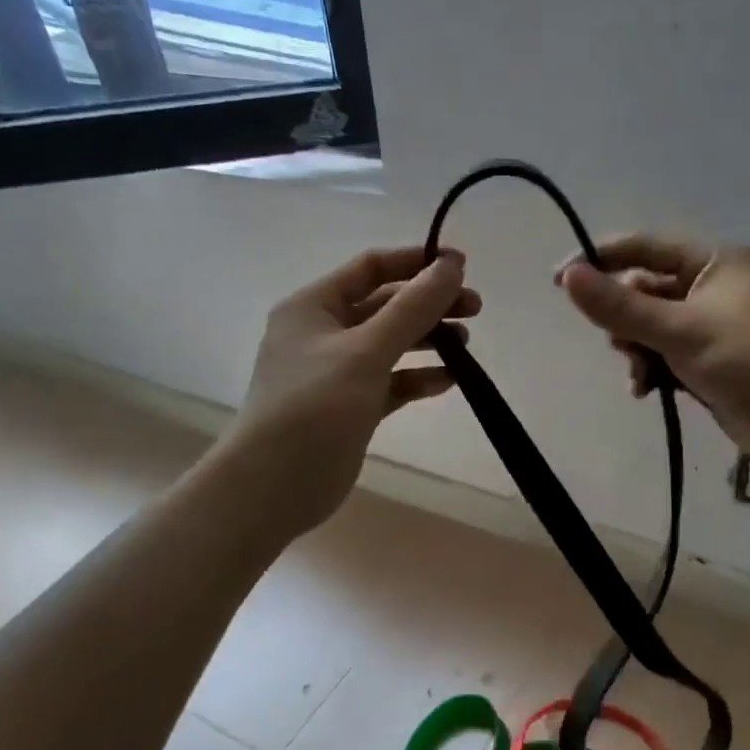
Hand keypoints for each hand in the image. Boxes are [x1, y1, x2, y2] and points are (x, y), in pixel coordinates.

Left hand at [227, 246, 476, 536]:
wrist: (274, 486)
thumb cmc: (315, 407)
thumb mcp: (366, 351)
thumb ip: (413, 308)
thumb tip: (452, 265)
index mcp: (314, 306)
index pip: (371, 268)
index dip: (416, 263)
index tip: (462, 268)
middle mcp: (323, 333)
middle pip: (385, 305)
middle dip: (429, 304)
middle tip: (475, 309)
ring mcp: (336, 372)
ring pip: (390, 344)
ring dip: (427, 340)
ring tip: (465, 346)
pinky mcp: (350, 406)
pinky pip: (390, 381)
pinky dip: (417, 378)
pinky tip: (449, 382)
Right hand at [557, 237, 749, 472]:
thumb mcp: (681, 330)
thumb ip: (621, 307)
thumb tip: (567, 276)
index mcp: (712, 261)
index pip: (642, 248)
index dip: (599, 261)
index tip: (559, 280)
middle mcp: (710, 287)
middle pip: (643, 291)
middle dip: (624, 320)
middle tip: (620, 344)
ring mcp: (711, 326)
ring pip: (650, 328)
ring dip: (637, 351)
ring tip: (640, 377)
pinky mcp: (710, 361)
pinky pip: (665, 355)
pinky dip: (652, 370)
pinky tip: (647, 392)